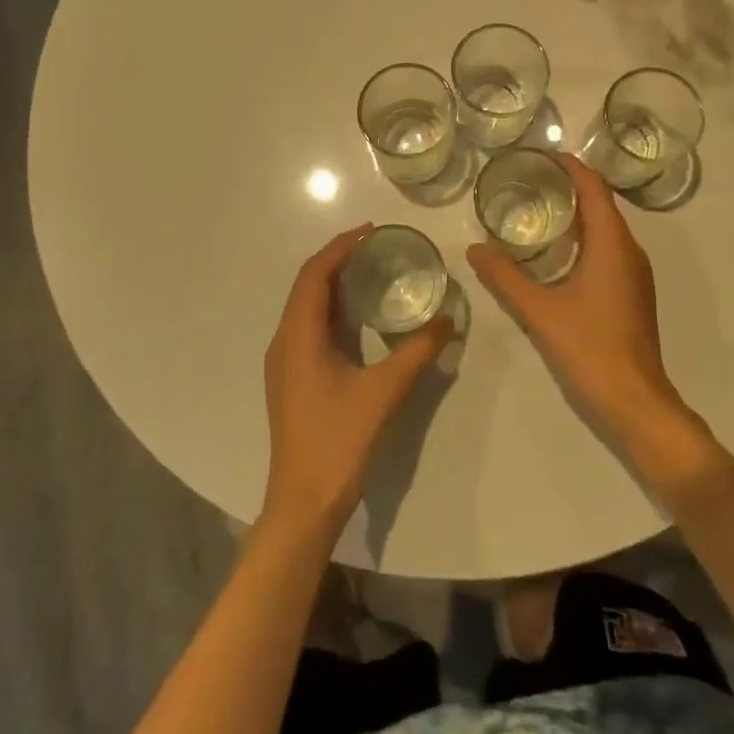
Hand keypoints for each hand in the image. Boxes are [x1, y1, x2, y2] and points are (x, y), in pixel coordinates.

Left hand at [261, 225, 453, 536]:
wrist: (303, 502)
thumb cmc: (338, 442)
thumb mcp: (384, 393)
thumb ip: (417, 352)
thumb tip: (448, 320)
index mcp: (298, 335)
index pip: (315, 274)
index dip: (341, 246)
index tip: (372, 231)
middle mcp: (284, 340)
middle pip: (307, 285)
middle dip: (338, 259)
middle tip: (377, 247)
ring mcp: (284, 361)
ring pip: (306, 306)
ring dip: (333, 284)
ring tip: (371, 272)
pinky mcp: (291, 378)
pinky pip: (308, 327)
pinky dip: (331, 309)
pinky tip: (359, 318)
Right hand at [467, 155, 695, 452]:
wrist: (635, 403)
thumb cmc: (590, 349)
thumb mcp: (539, 311)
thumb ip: (504, 278)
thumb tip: (474, 249)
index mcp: (612, 245)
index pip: (594, 189)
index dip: (571, 167)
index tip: (542, 154)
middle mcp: (629, 252)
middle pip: (601, 205)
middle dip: (569, 187)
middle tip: (528, 180)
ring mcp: (634, 275)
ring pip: (605, 230)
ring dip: (575, 215)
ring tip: (536, 210)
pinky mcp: (630, 295)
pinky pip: (607, 251)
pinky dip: (582, 240)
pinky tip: (554, 255)